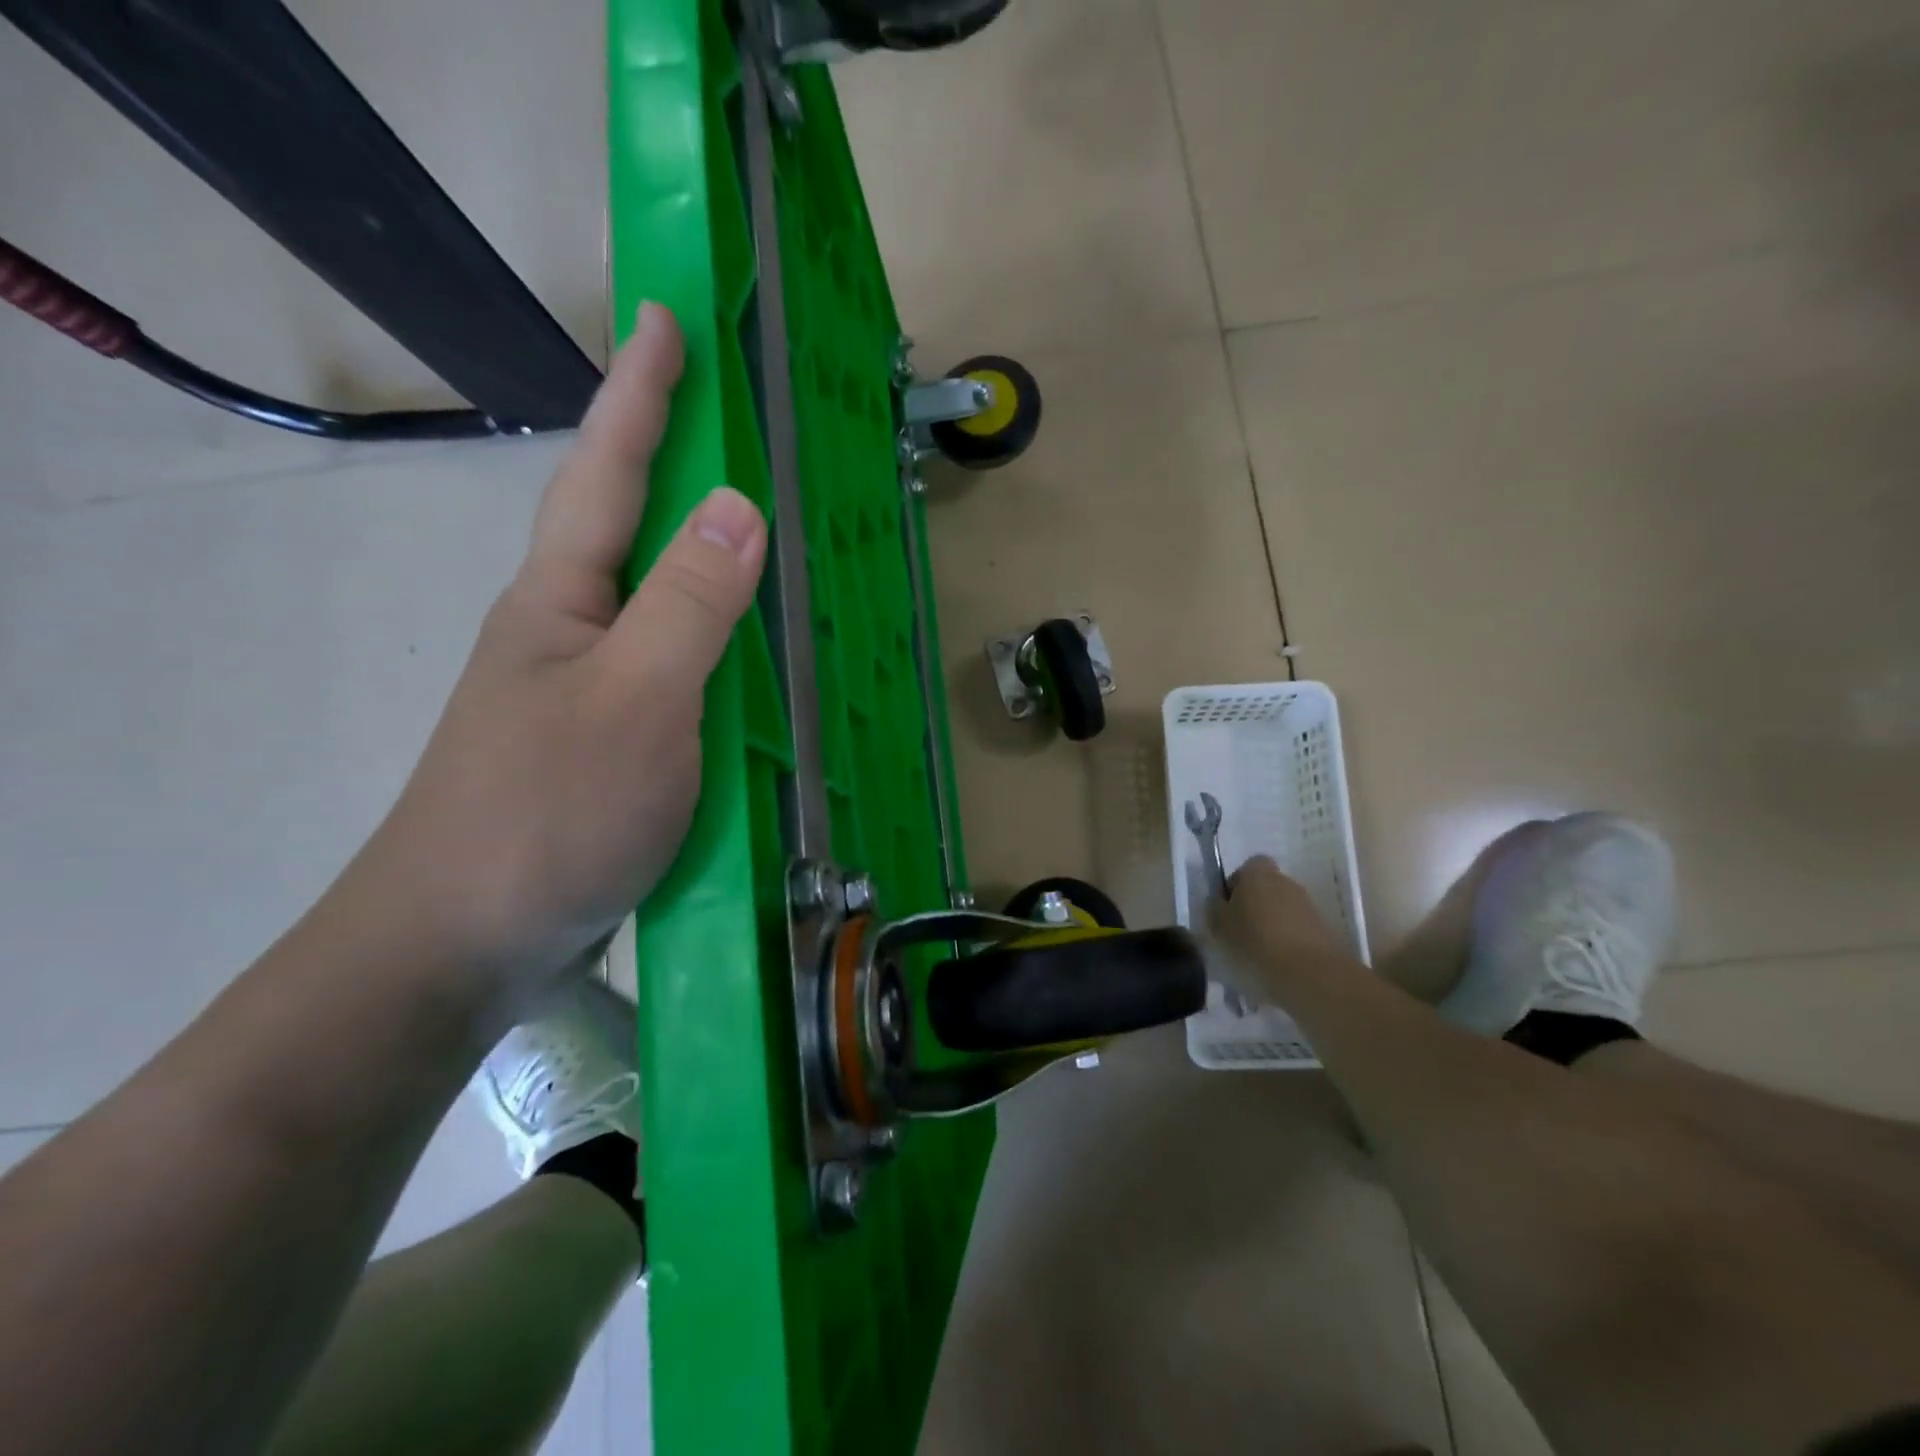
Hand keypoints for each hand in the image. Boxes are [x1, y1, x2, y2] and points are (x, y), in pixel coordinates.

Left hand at [357, 303, 766, 1001]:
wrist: (466, 942)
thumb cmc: (547, 812)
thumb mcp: (635, 700)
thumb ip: (690, 605)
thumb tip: (740, 506)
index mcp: (563, 600)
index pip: (609, 472)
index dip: (640, 394)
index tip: (664, 317)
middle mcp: (572, 632)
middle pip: (634, 530)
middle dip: (679, 466)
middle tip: (733, 423)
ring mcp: (592, 691)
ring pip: (663, 608)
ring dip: (709, 565)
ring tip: (764, 537)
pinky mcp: (614, 746)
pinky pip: (679, 674)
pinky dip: (719, 652)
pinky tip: (751, 660)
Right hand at [1209, 857, 1352, 1000]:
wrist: (1311, 973)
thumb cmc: (1255, 941)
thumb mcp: (1219, 925)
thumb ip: (1214, 908)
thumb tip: (1218, 903)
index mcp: (1258, 873)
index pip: (1247, 867)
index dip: (1236, 885)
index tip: (1228, 909)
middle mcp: (1285, 881)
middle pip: (1265, 888)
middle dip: (1254, 906)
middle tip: (1239, 932)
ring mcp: (1307, 905)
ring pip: (1281, 910)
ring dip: (1270, 925)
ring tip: (1258, 953)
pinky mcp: (1323, 930)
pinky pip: (1296, 930)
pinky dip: (1287, 942)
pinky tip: (1278, 963)